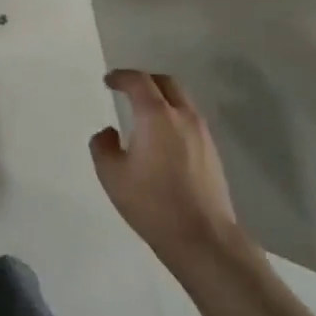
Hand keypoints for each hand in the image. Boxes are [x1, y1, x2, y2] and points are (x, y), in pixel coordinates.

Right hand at [91, 69, 247, 272]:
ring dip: (162, 98)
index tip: (109, 81)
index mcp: (156, 115)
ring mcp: (202, 133)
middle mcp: (183, 116)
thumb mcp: (112, 176)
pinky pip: (190, 119)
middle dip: (145, 80)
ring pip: (182, 100)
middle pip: (165, 82)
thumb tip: (109, 133)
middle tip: (127, 90)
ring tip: (144, 114)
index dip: (121, 77)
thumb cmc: (153, 204)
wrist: (204, 238)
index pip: (138, 81)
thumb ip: (103, 147)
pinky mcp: (213, 152)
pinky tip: (163, 138)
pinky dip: (174, 116)